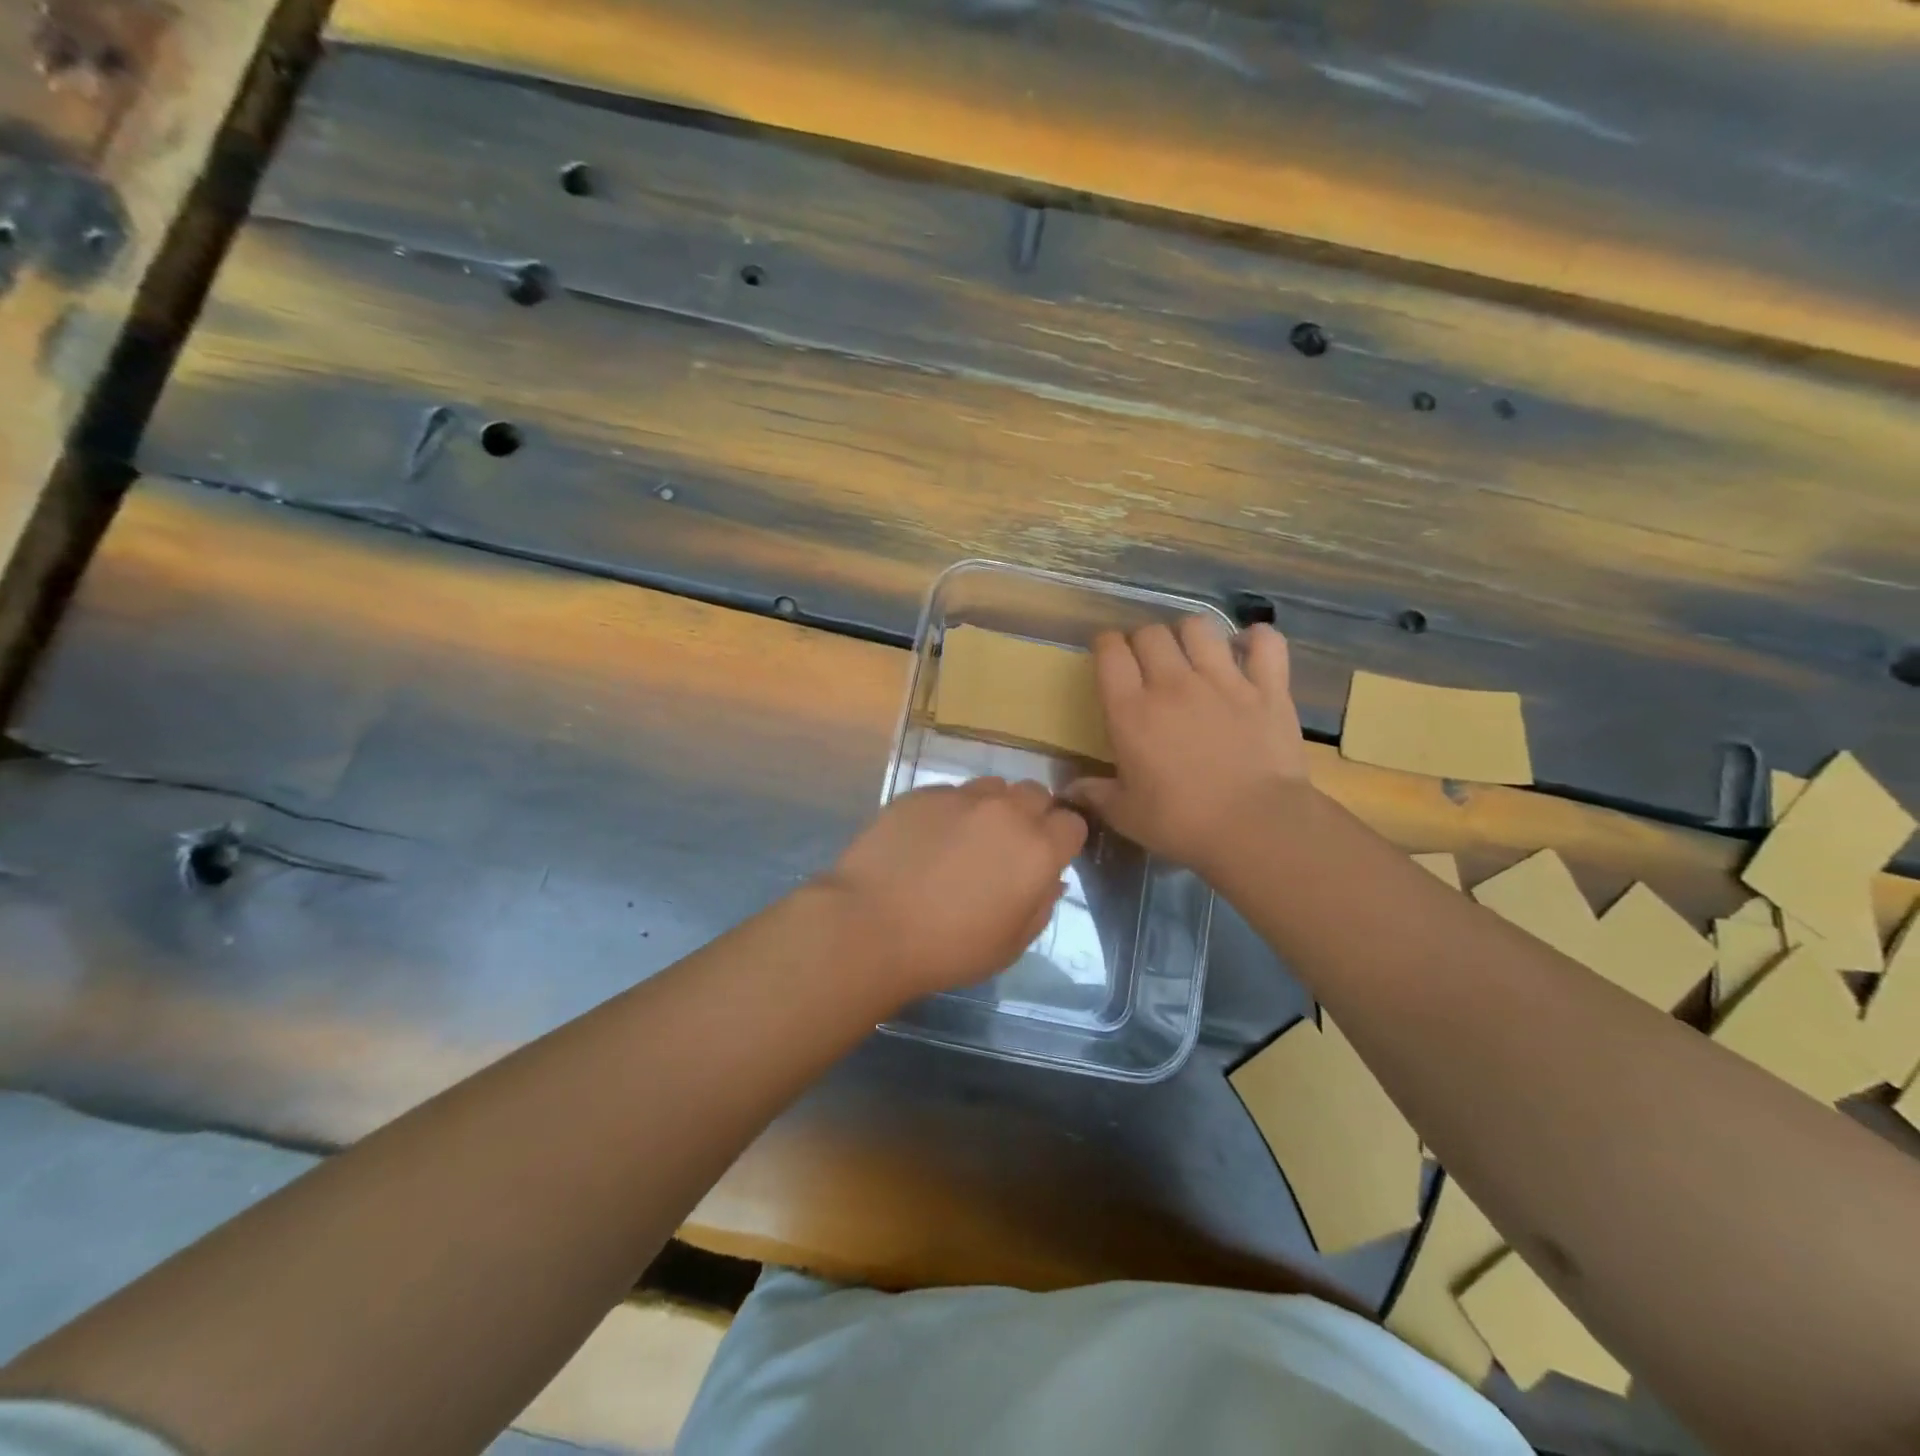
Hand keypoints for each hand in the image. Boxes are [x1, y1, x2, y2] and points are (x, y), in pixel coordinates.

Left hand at [820, 777, 1087, 1002]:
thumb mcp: (1011, 944)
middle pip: (1036, 794)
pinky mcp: (923, 793)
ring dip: (993, 807)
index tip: (1047, 859)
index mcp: (1038, 849)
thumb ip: (1041, 905)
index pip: (1073, 823)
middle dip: (1032, 816)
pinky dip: (952, 810)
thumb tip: (1050, 878)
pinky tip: (929, 839)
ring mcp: (961, 797)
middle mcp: (1006, 812)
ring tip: (968, 838)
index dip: (1063, 840)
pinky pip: (952, 793)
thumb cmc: (949, 948)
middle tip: (1009, 848)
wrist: (871, 925)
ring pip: (994, 787)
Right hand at [1065, 619, 1308, 875]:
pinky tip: (1247, 650)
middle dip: (1142, 640)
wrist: (1256, 827)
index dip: (1105, 646)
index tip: (1107, 656)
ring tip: (1191, 653)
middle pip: (1150, 633)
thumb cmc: (1182, 823)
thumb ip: (1095, 795)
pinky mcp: (1268, 688)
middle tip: (1146, 662)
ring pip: (1199, 628)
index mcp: (1131, 711)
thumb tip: (1068, 790)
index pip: (1110, 652)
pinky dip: (1255, 639)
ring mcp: (1224, 680)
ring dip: (1189, 634)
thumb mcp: (1126, 815)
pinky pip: (1264, 642)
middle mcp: (1173, 684)